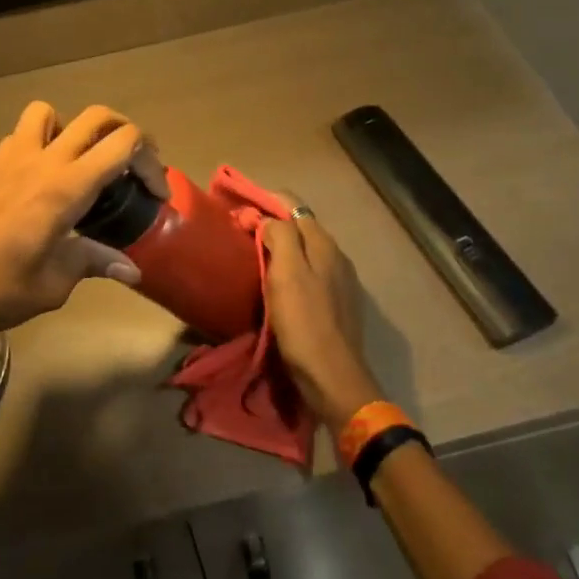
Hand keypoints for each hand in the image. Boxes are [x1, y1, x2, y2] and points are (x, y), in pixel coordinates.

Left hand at [0, 102, 167, 341]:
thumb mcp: (55, 283)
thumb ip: (94, 262)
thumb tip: (131, 269)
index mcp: (65, 188)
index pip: (122, 145)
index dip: (150, 162)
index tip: (157, 194)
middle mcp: (43, 161)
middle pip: (96, 117)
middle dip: (127, 133)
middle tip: (135, 168)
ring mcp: (14, 159)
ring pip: (51, 112)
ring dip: (75, 127)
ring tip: (84, 162)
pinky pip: (22, 133)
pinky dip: (42, 140)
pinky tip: (45, 175)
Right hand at [261, 208, 383, 433]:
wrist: (333, 378)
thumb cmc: (304, 322)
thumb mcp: (286, 274)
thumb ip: (279, 236)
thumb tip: (267, 218)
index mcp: (323, 243)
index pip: (292, 204)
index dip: (264, 200)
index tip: (238, 208)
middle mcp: (336, 255)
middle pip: (299, 226)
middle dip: (271, 223)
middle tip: (241, 232)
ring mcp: (340, 280)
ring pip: (305, 250)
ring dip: (281, 247)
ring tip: (253, 256)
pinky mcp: (337, 303)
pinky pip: (310, 272)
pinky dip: (291, 269)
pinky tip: (275, 284)